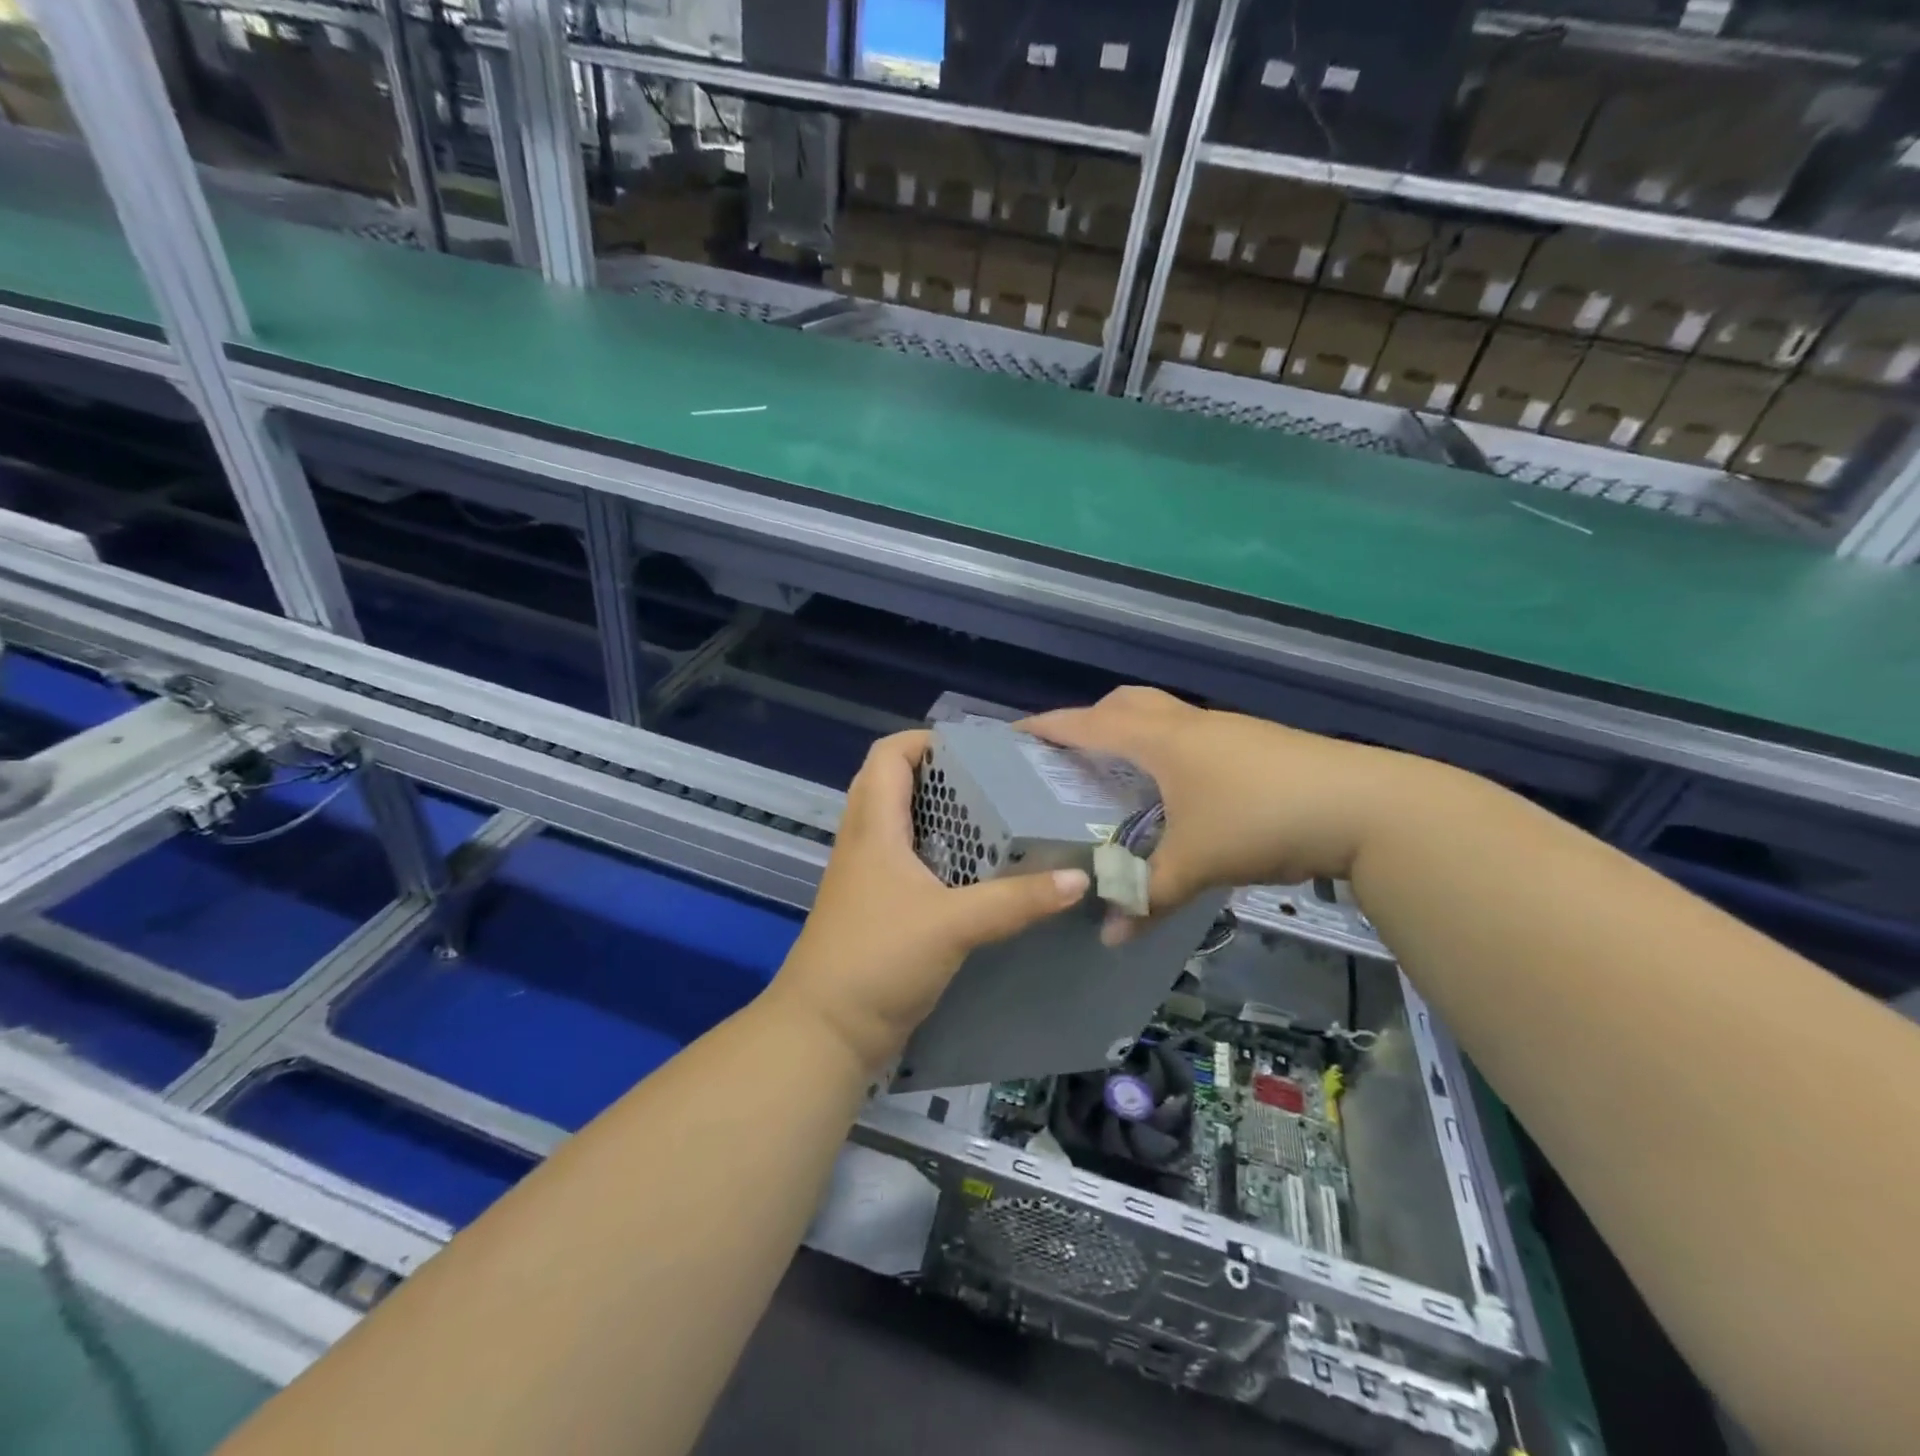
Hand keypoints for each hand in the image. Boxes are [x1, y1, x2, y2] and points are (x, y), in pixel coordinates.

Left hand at [771, 731, 1089, 1072]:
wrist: (826, 1034)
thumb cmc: (878, 960)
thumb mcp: (954, 924)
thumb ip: (1017, 900)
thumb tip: (1078, 878)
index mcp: (873, 826)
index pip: (888, 754)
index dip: (927, 740)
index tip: (978, 750)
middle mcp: (866, 842)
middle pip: (898, 785)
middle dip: (946, 778)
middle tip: (999, 784)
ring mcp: (869, 877)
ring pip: (907, 827)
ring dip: (946, 819)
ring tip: (1001, 821)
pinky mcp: (879, 909)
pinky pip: (912, 865)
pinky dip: (944, 858)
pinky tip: (983, 875)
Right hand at [1024, 688, 1412, 939]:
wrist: (1367, 805)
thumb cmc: (1263, 818)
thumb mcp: (1198, 862)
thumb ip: (1149, 897)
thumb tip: (1109, 936)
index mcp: (1161, 739)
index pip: (1088, 723)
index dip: (1049, 727)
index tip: (1015, 735)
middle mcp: (1189, 724)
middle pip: (1126, 704)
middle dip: (1091, 721)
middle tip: (1070, 756)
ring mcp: (1226, 730)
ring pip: (1163, 718)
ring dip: (1132, 735)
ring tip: (1117, 775)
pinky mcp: (1255, 745)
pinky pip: (1192, 738)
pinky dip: (1167, 753)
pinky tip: (1176, 793)